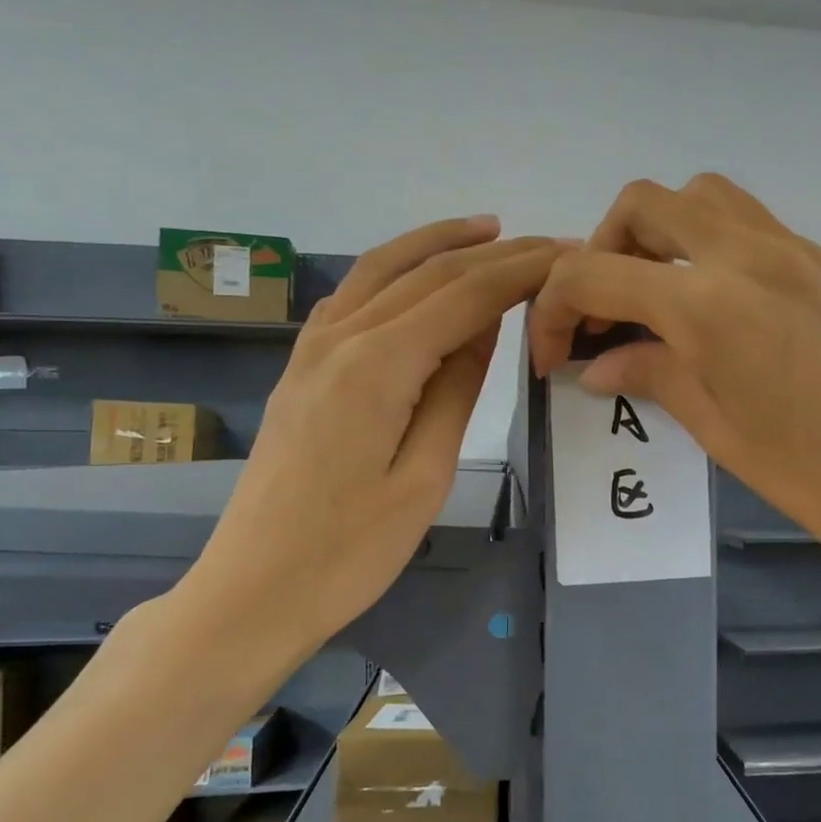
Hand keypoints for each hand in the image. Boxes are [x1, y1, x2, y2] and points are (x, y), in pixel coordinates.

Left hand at [184, 218, 567, 651]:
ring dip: (438, 244)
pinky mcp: (301, 367)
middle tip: (547, 242)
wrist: (253, 589)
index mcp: (378, 365)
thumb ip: (456, 389)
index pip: (464, 296)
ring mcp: (311, 349)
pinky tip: (418, 275)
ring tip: (488, 231)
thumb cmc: (350, 550)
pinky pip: (354, 295)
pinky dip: (396, 270)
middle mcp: (340, 337)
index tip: (567, 256)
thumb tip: (486, 325)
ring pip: (381, 269)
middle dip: (493, 252)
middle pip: (426, 272)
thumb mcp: (425, 475)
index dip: (519, 272)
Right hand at [528, 174, 820, 599]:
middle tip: (609, 312)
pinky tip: (733, 316)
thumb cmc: (819, 480)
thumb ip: (654, 376)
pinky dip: (721, 251)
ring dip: (665, 234)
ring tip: (664, 300)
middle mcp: (753, 254)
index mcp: (711, 305)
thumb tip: (599, 362)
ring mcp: (805, 251)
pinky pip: (761, 230)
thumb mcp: (720, 433)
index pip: (595, 272)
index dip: (554, 307)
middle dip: (605, 249)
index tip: (556, 353)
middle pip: (647, 203)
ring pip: (708, 198)